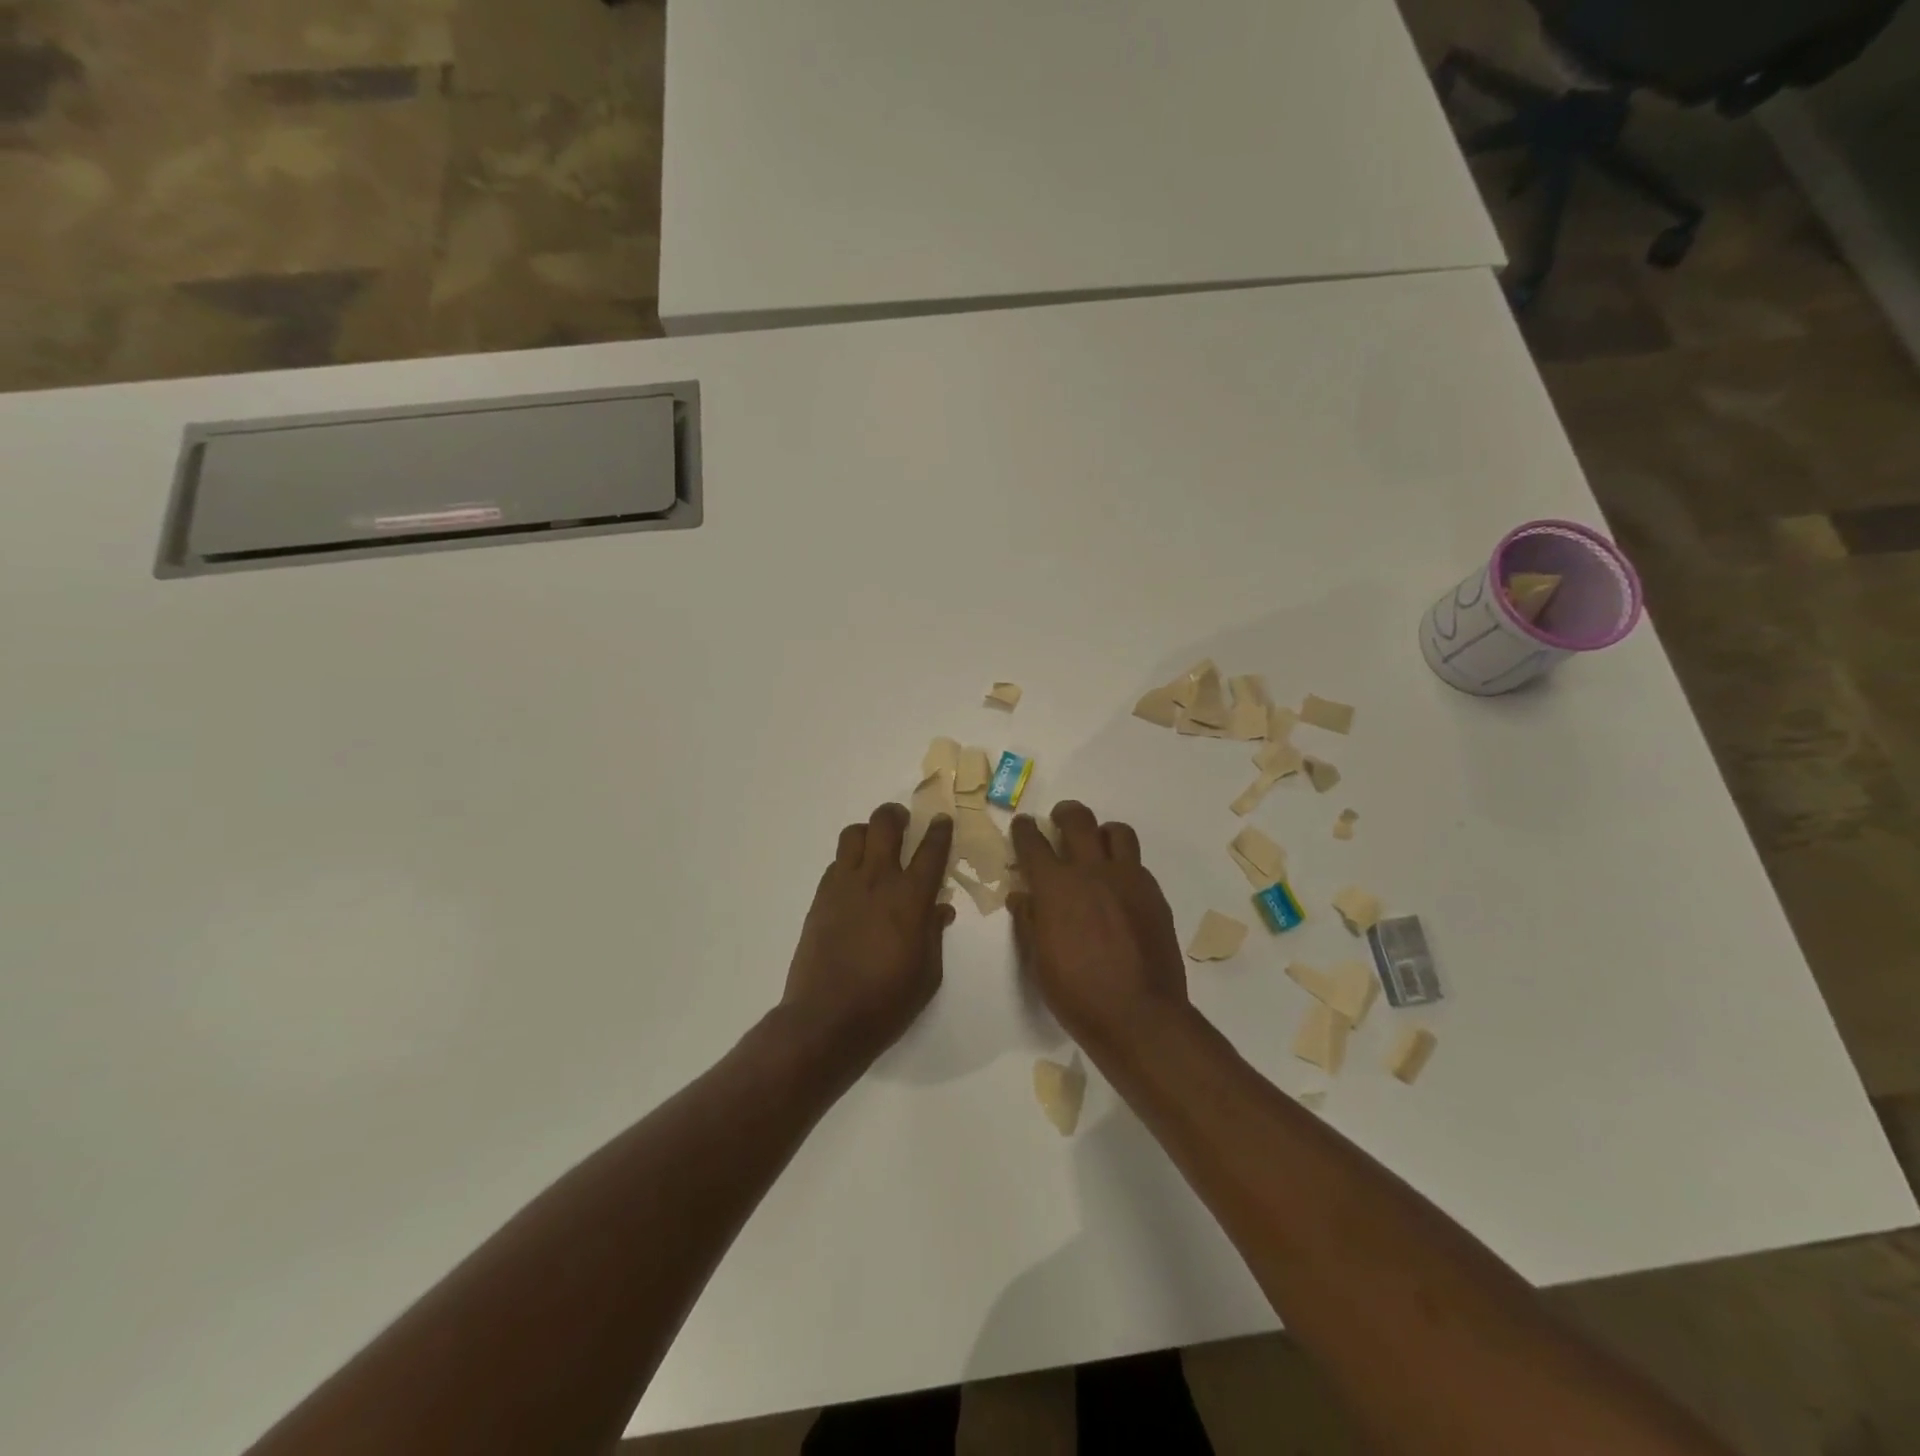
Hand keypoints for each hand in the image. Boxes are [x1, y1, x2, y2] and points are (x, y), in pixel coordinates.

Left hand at [780, 803, 955, 1074]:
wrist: (826, 1019)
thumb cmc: (887, 1001)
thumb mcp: (928, 973)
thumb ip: (934, 933)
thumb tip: (940, 908)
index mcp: (910, 898)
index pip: (931, 850)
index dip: (940, 830)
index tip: (943, 820)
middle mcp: (877, 880)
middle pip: (885, 824)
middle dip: (897, 815)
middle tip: (904, 822)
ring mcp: (844, 886)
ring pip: (853, 834)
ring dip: (868, 832)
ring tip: (875, 846)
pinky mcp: (820, 898)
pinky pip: (836, 863)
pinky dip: (849, 862)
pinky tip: (855, 882)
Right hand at [1008, 802, 1190, 1055]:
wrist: (1140, 1015)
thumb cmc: (1077, 994)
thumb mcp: (1038, 961)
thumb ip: (1029, 921)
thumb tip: (1022, 896)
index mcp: (1056, 886)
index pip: (1033, 842)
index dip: (1024, 829)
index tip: (1023, 825)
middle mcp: (1092, 871)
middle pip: (1078, 820)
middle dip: (1064, 813)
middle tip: (1059, 820)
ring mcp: (1129, 880)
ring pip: (1117, 832)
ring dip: (1102, 832)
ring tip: (1096, 847)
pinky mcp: (1154, 894)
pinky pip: (1138, 863)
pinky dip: (1124, 865)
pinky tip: (1119, 888)